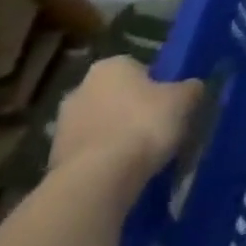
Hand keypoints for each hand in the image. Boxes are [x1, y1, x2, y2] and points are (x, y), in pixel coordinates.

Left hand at [49, 56, 202, 186]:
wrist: (97, 180)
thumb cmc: (144, 125)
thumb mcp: (184, 100)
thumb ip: (190, 89)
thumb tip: (192, 88)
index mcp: (111, 66)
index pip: (138, 68)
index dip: (156, 85)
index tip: (169, 104)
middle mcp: (80, 88)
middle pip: (116, 96)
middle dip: (132, 109)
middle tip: (157, 127)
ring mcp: (61, 126)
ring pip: (100, 125)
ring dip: (116, 135)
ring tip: (141, 155)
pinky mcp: (53, 160)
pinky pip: (89, 153)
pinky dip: (103, 159)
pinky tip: (122, 172)